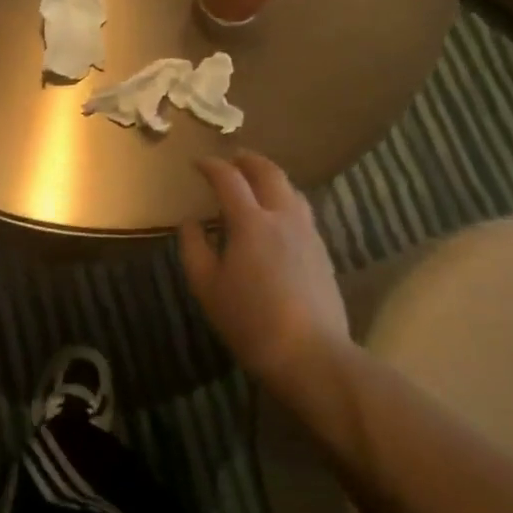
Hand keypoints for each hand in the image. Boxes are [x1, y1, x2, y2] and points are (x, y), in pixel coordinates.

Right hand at [179, 152, 356, 386]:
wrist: (311, 354)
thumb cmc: (250, 320)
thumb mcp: (207, 287)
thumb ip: (194, 248)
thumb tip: (190, 222)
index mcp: (250, 222)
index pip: (229, 179)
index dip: (211, 166)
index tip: (197, 162)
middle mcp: (283, 217)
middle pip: (268, 173)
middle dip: (248, 160)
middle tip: (232, 158)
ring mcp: (308, 233)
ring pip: (291, 190)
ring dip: (270, 177)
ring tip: (256, 181)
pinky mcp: (322, 252)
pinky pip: (302, 211)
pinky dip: (285, 199)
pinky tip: (277, 216)